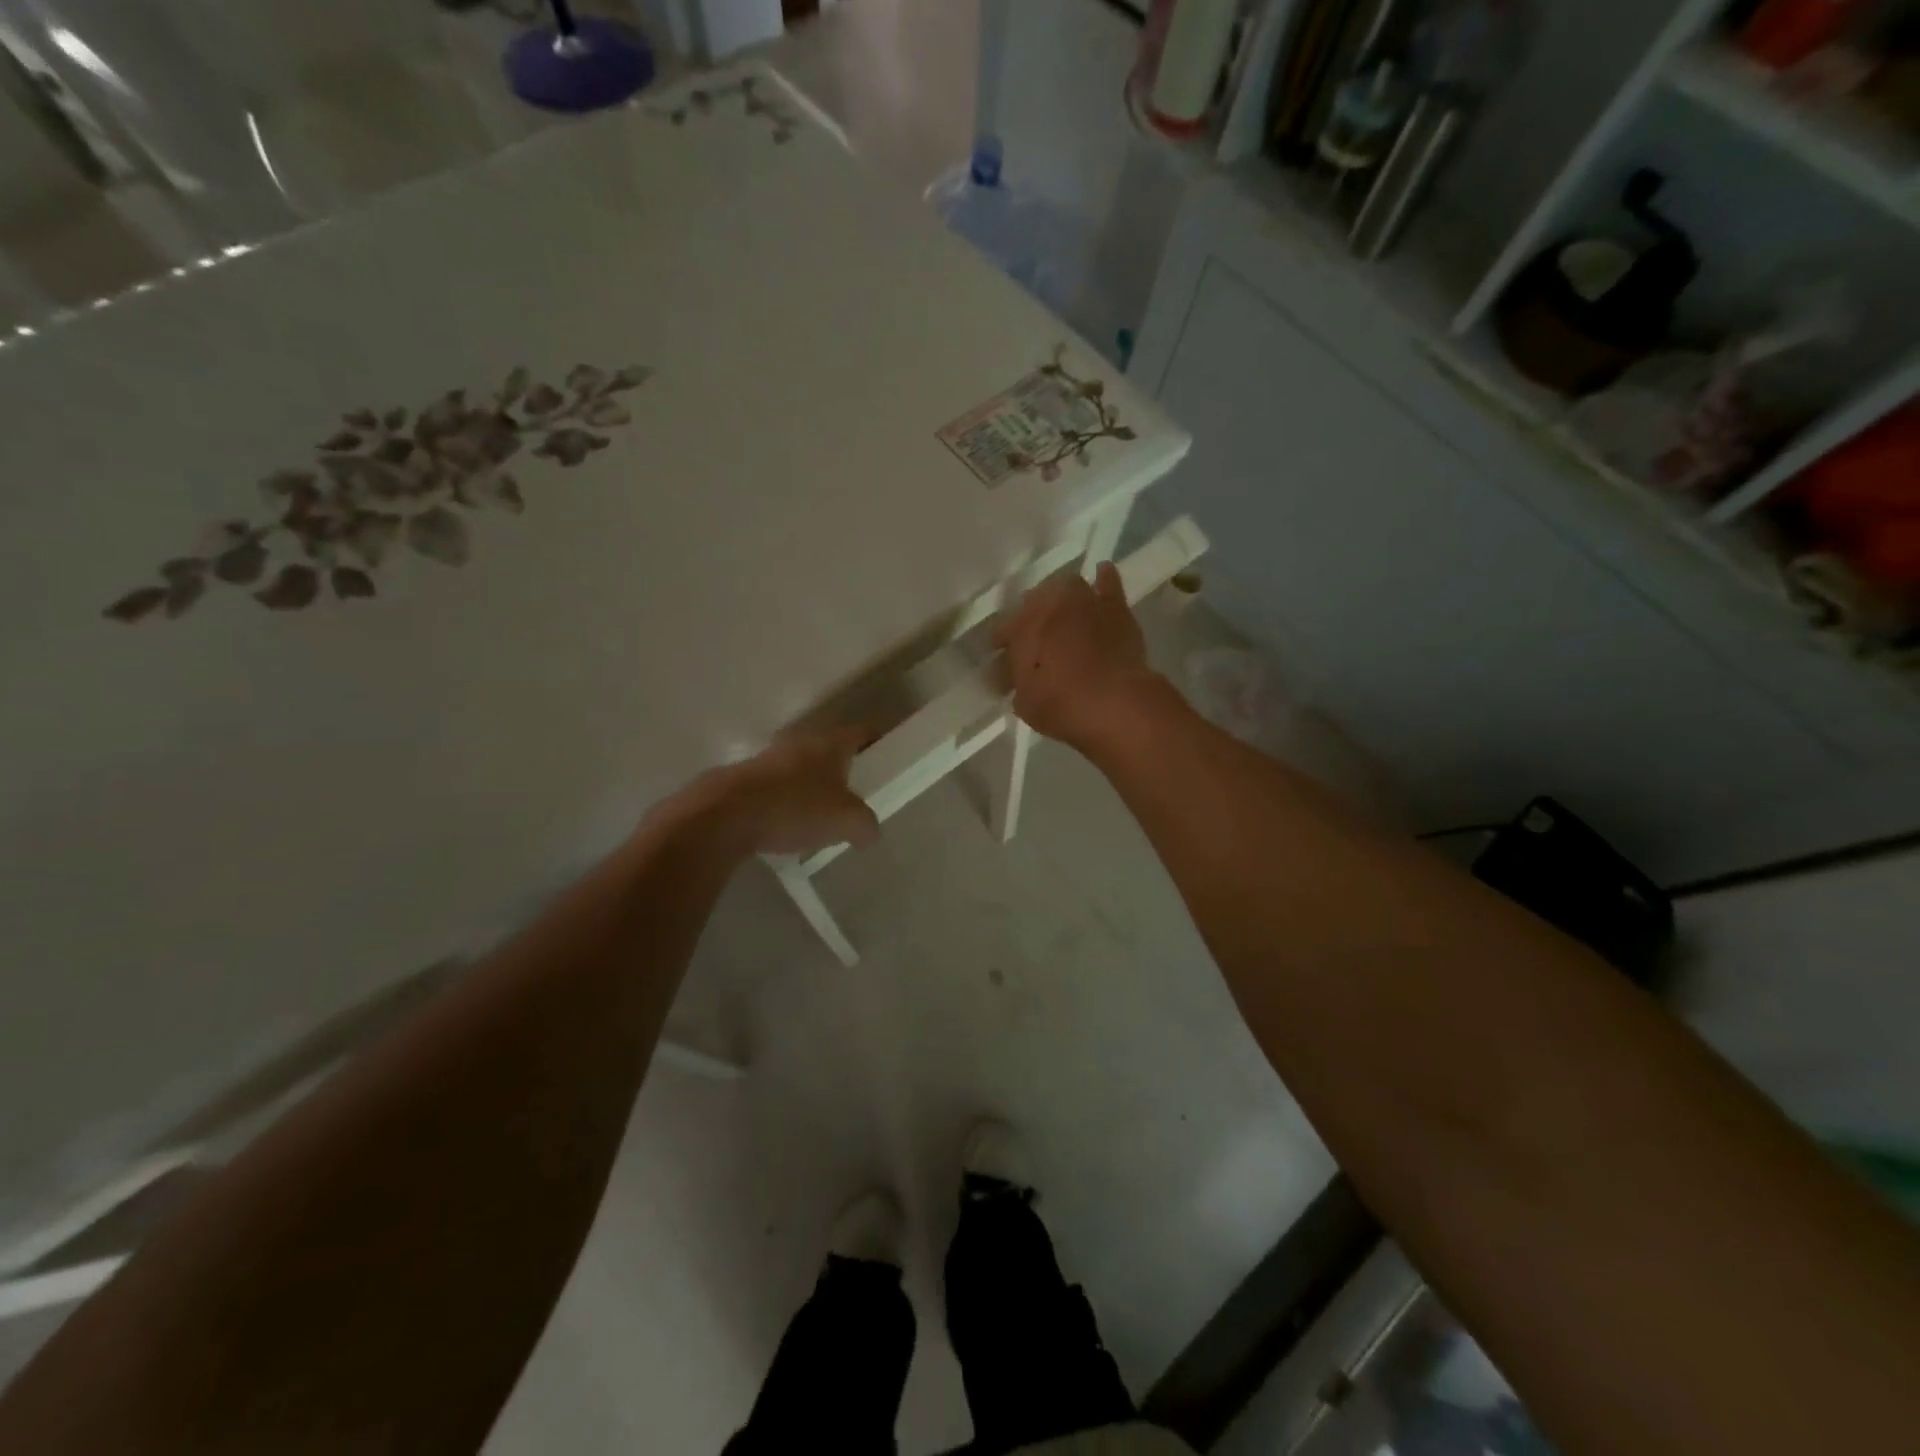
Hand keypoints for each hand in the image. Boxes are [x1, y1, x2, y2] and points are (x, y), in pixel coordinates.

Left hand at [695, 725, 879, 856]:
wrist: (724, 816)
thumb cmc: (795, 808)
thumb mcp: (846, 822)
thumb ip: (865, 825)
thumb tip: (868, 831)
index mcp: (829, 743)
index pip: (861, 732)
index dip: (877, 742)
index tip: (887, 758)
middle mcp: (799, 743)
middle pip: (829, 750)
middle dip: (842, 769)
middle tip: (855, 793)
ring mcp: (767, 759)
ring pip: (799, 768)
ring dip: (810, 786)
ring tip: (820, 815)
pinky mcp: (743, 780)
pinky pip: (775, 789)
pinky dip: (785, 803)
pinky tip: (787, 827)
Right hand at [994, 562, 1161, 751]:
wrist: (1114, 701)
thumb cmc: (1061, 706)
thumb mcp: (1025, 703)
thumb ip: (1016, 683)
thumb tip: (1009, 674)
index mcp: (1020, 629)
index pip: (1002, 631)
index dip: (1003, 646)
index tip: (1004, 663)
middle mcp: (1047, 606)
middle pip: (1032, 603)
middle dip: (1031, 619)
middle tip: (1036, 640)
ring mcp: (1082, 601)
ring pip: (1065, 586)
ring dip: (1061, 598)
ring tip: (1064, 613)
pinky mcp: (1114, 606)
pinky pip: (1107, 582)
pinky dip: (1102, 579)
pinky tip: (1101, 576)